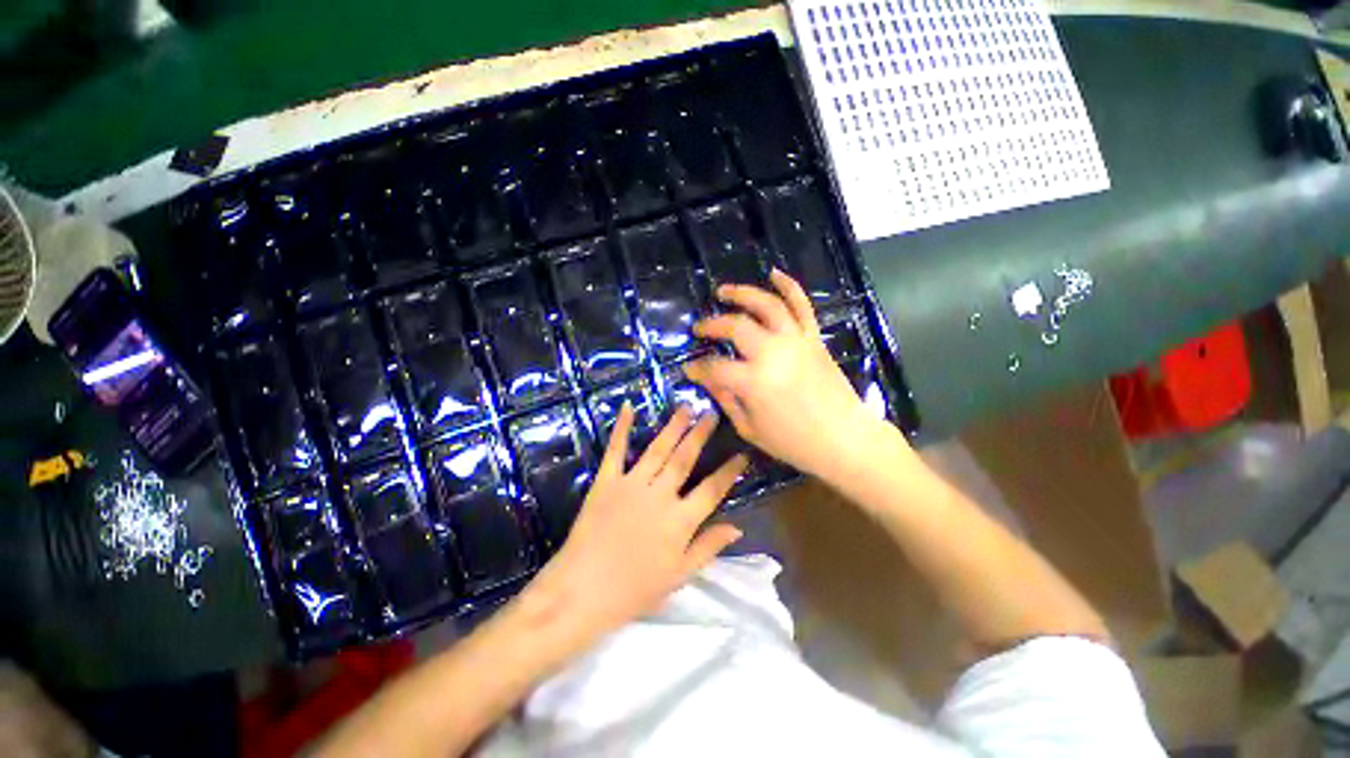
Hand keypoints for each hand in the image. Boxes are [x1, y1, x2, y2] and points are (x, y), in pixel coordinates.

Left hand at [522, 404, 747, 646]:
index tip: (743, 453)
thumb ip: (708, 547)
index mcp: (680, 521)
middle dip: (701, 434)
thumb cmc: (633, 590)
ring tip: (686, 407)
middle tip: (713, 413)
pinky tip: (628, 407)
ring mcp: (631, 485)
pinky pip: (616, 450)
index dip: (730, 471)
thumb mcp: (678, 576)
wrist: (580, 593)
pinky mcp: (606, 481)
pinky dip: (621, 427)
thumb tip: (738, 527)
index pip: (713, 489)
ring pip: (658, 449)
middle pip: (685, 459)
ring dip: (674, 426)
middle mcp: (660, 495)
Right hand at [685, 269, 899, 478]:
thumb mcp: (750, 428)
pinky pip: (802, 305)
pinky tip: (774, 273)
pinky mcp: (813, 338)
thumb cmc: (795, 442)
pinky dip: (789, 286)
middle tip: (699, 328)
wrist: (845, 439)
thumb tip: (709, 379)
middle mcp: (773, 353)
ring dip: (743, 293)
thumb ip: (726, 399)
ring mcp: (796, 341)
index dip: (697, 367)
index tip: (689, 368)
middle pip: (735, 326)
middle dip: (712, 325)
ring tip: (723, 291)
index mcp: (754, 381)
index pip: (715, 367)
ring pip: (767, 305)